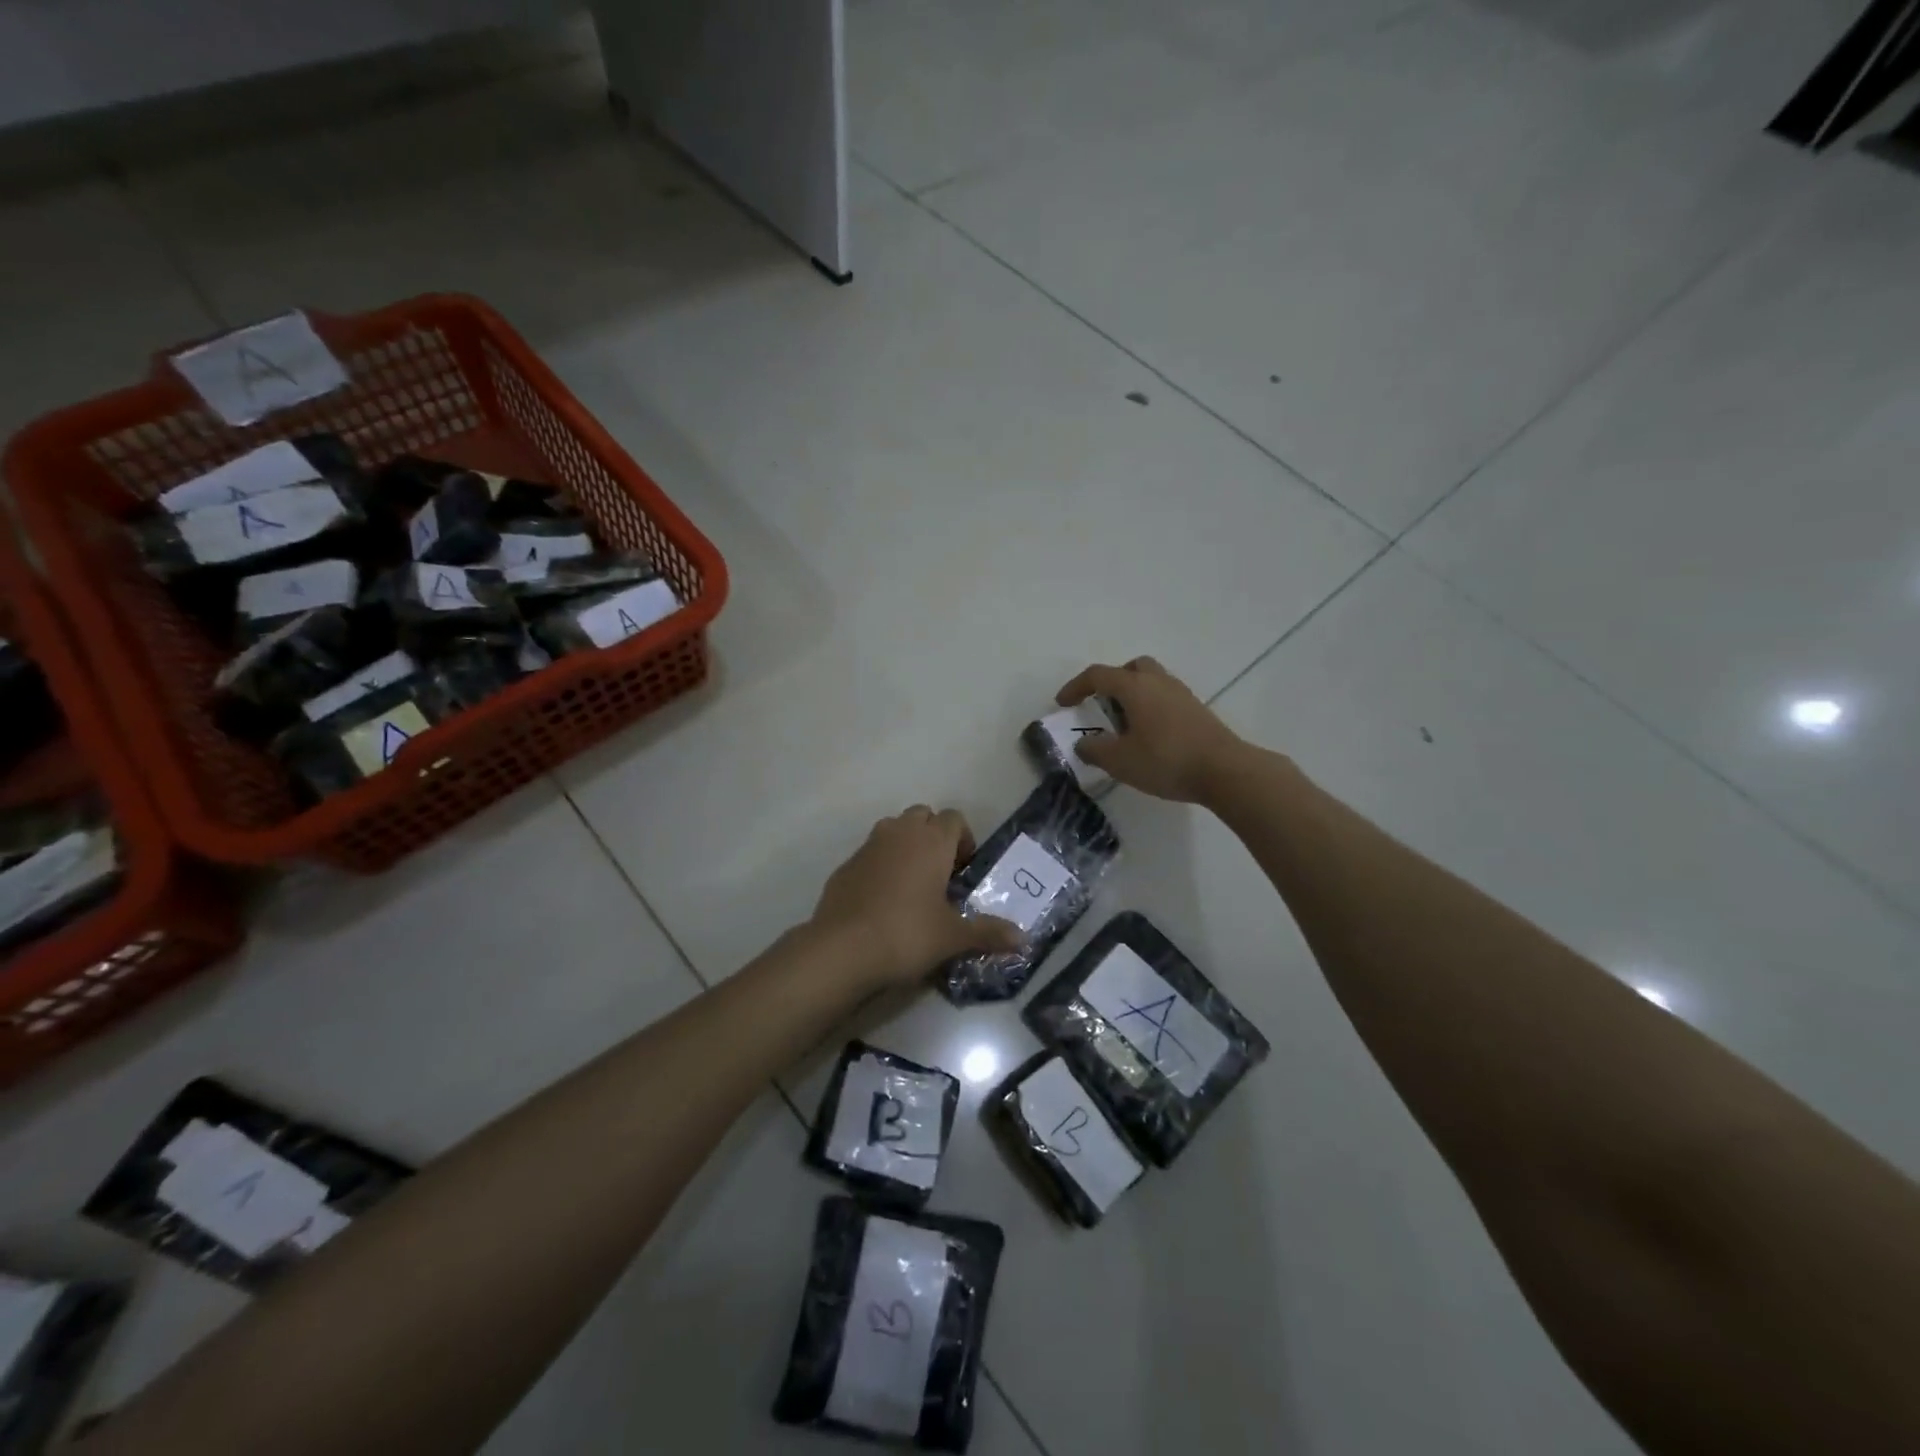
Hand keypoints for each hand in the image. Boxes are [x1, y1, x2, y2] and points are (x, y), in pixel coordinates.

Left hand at [811, 806, 1023, 987]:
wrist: (842, 949)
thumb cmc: (907, 934)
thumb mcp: (953, 937)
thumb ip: (989, 933)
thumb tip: (1024, 940)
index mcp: (931, 841)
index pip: (954, 818)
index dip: (964, 839)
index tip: (964, 870)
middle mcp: (899, 833)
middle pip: (922, 816)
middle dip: (934, 836)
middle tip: (940, 873)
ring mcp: (868, 846)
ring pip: (892, 829)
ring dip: (905, 845)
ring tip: (912, 884)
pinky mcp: (845, 866)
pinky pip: (870, 854)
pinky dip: (880, 865)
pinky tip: (882, 901)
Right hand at [1057, 657, 1247, 803]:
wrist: (1224, 770)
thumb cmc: (1166, 760)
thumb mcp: (1120, 761)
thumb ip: (1094, 750)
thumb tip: (1083, 743)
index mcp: (1135, 687)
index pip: (1097, 675)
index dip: (1075, 687)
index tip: (1062, 704)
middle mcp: (1158, 681)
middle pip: (1131, 668)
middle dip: (1111, 682)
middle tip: (1101, 705)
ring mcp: (1181, 694)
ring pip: (1151, 681)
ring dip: (1133, 695)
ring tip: (1125, 725)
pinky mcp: (1197, 710)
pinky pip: (1165, 697)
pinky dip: (1150, 707)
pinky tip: (1149, 735)